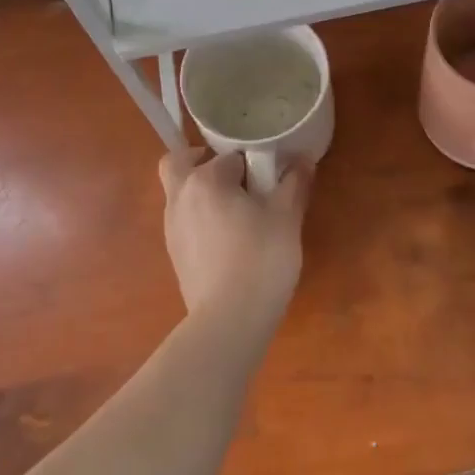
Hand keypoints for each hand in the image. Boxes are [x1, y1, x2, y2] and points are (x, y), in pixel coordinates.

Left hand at [158, 147, 313, 331]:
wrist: (229, 319)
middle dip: (203, 160)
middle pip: (181, 162)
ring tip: (237, 210)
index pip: (229, 155)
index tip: (270, 178)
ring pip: (179, 192)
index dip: (252, 163)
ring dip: (201, 190)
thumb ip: (294, 183)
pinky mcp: (174, 253)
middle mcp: (180, 196)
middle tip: (236, 176)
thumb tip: (302, 160)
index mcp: (205, 180)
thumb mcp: (287, 217)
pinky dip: (200, 217)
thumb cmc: (261, 259)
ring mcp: (172, 226)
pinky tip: (227, 238)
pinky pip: (183, 220)